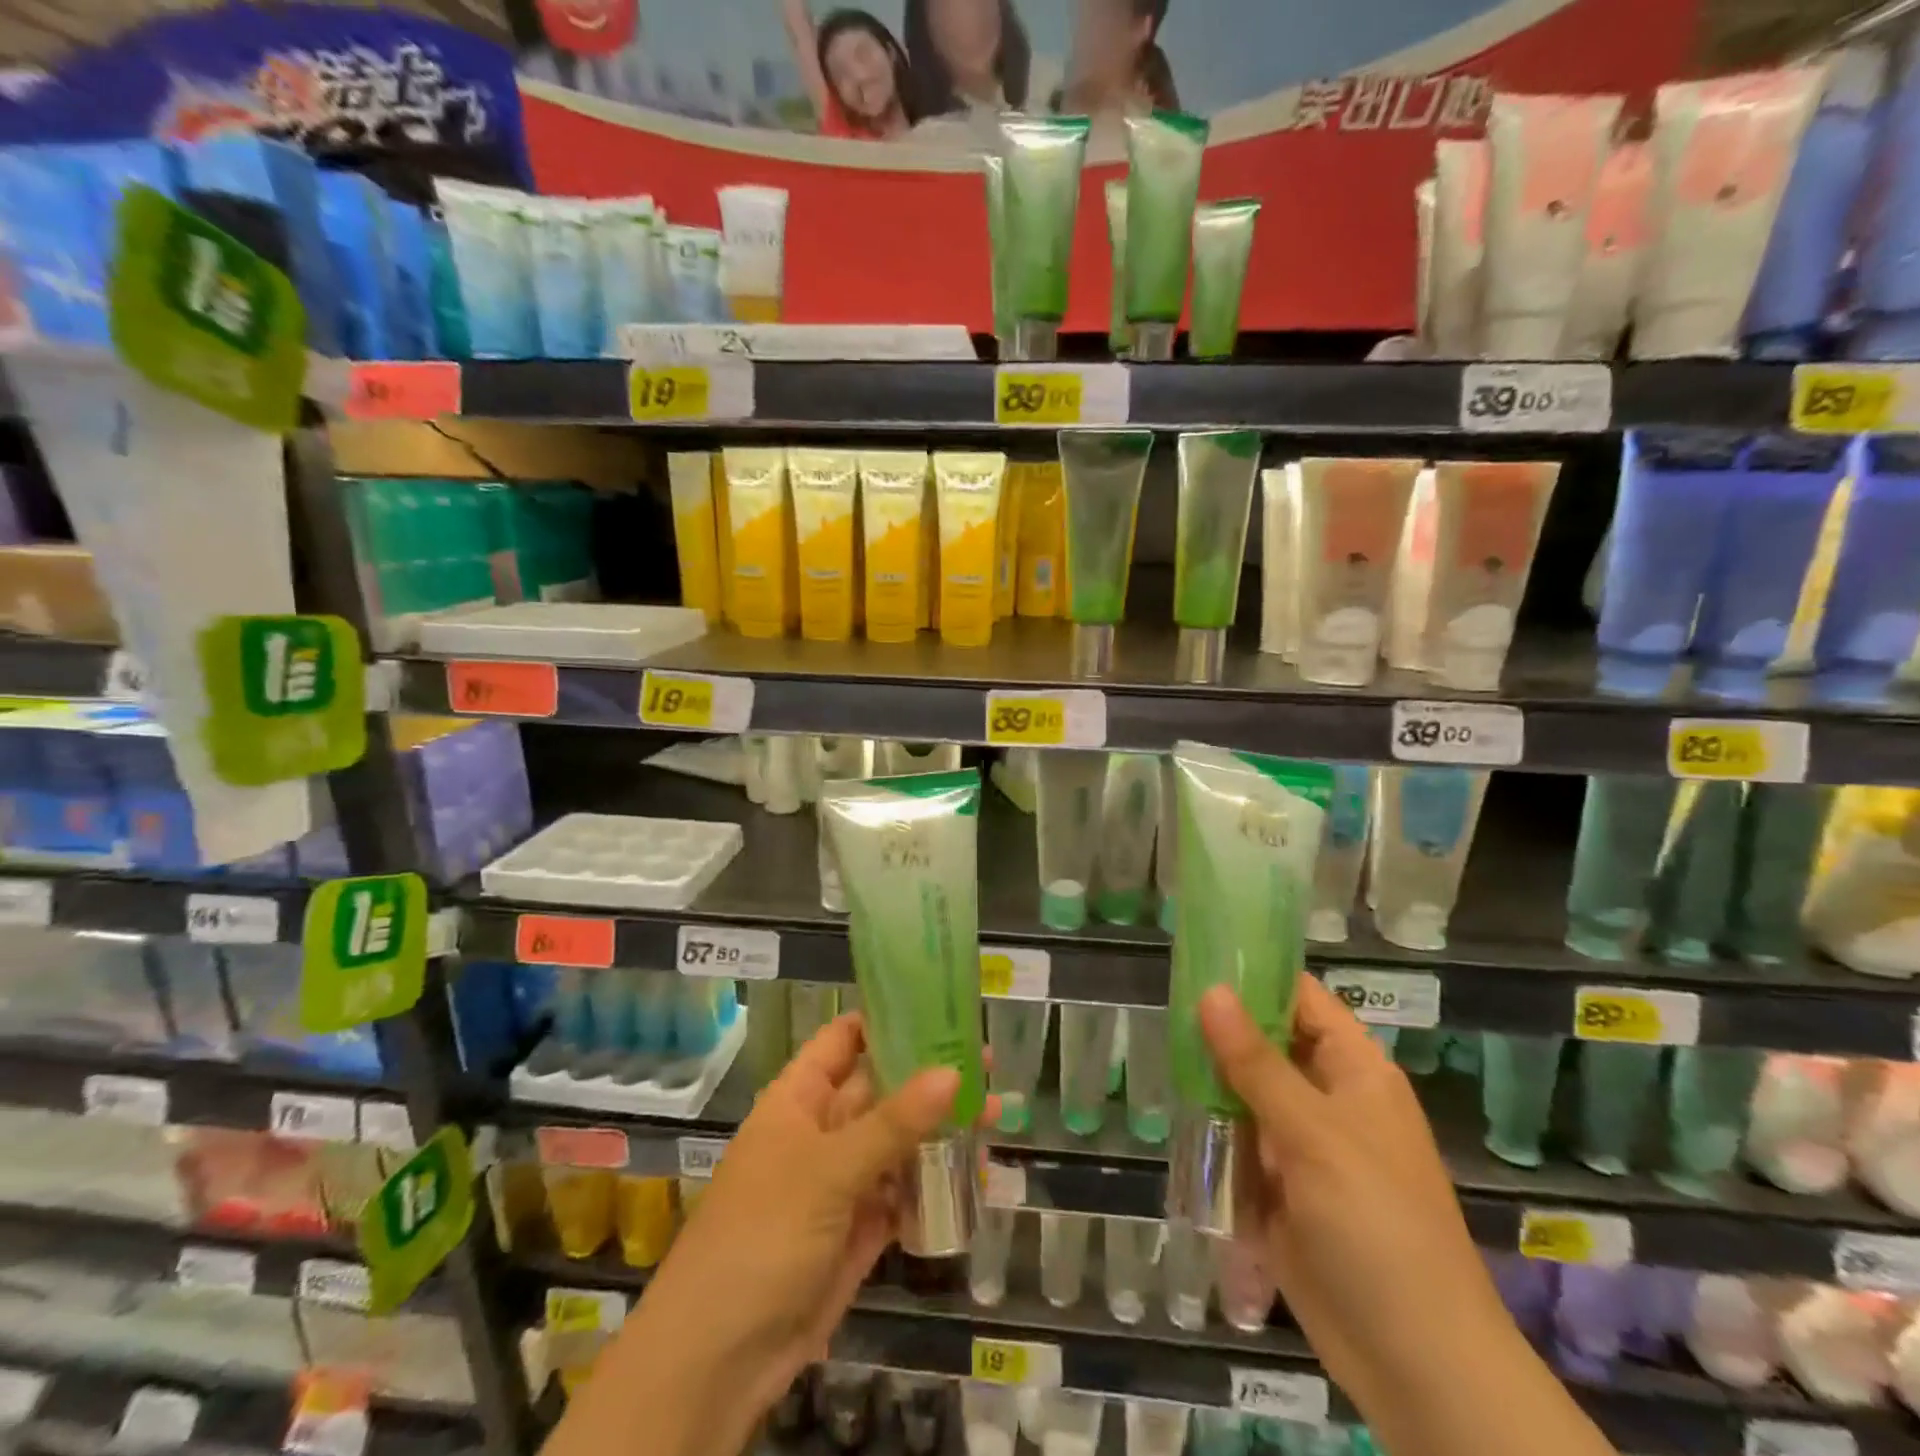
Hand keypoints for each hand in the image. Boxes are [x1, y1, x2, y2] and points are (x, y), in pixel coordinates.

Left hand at [626, 1013, 987, 1427]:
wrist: (720, 1359)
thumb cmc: (762, 1235)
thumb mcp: (827, 1169)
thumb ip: (893, 1123)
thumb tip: (954, 1072)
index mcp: (799, 1098)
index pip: (844, 1040)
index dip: (886, 1020)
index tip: (939, 1007)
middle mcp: (823, 1131)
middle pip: (882, 1089)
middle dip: (930, 1077)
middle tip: (988, 1065)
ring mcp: (843, 1182)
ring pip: (899, 1142)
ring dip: (942, 1131)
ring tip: (996, 1116)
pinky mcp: (861, 1229)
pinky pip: (905, 1194)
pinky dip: (939, 1185)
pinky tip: (981, 1174)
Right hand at [1199, 980, 1509, 1412]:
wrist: (1416, 1365)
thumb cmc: (1378, 1228)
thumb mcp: (1314, 1135)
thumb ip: (1256, 1063)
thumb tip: (1211, 990)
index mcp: (1354, 1072)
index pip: (1300, 1000)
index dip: (1254, 975)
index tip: (1195, 956)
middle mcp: (1327, 1100)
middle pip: (1266, 1045)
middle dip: (1219, 1030)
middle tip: (1159, 1005)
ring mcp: (1302, 1147)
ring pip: (1245, 1093)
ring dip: (1208, 1082)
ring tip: (1155, 1051)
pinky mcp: (1279, 1190)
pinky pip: (1237, 1142)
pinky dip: (1210, 1131)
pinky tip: (1172, 1113)